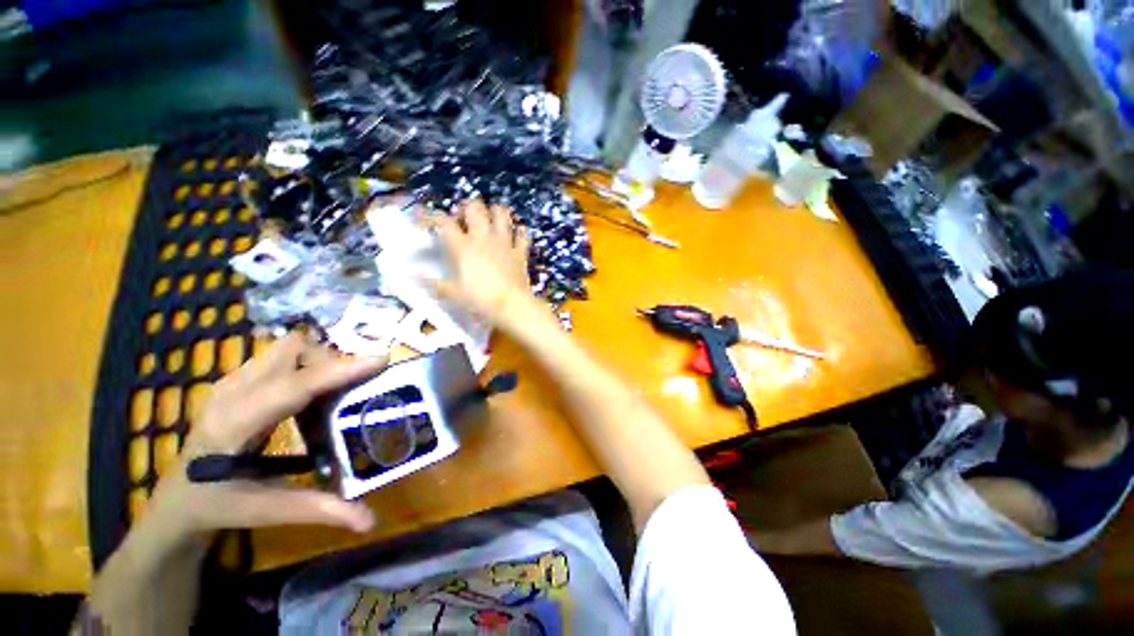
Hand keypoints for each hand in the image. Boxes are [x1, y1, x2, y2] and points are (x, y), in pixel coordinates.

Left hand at [147, 333, 385, 540]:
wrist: (175, 499)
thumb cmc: (217, 506)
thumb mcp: (266, 511)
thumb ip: (319, 510)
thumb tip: (370, 519)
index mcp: (234, 424)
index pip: (293, 386)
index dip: (338, 370)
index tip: (380, 360)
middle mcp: (231, 392)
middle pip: (291, 351)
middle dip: (329, 360)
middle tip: (352, 386)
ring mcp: (231, 381)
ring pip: (286, 348)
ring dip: (318, 360)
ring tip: (334, 390)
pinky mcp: (237, 380)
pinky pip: (280, 357)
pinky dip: (305, 365)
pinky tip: (311, 394)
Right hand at [430, 199, 531, 326]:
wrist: (511, 305)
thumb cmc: (479, 299)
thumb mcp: (453, 293)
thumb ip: (433, 283)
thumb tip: (414, 277)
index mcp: (463, 246)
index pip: (443, 221)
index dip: (430, 215)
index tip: (423, 219)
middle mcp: (484, 237)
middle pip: (474, 207)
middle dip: (466, 208)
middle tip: (463, 220)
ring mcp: (505, 242)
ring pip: (501, 212)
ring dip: (494, 212)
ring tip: (489, 221)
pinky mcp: (520, 251)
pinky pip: (523, 233)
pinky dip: (519, 231)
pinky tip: (514, 235)